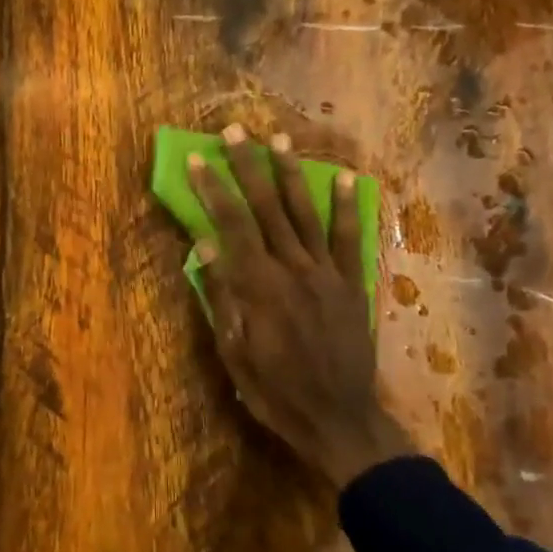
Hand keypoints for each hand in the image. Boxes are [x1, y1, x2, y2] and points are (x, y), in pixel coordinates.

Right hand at [189, 125, 412, 486]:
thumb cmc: (276, 393)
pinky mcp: (352, 284)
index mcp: (259, 288)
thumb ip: (222, 299)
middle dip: (248, 167)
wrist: (340, 420)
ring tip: (280, 139)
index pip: (230, 227)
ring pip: (305, 214)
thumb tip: (205, 248)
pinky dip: (348, 207)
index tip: (200, 159)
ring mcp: (327, 274)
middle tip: (236, 131)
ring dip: (291, 174)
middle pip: (266, 209)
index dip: (214, 190)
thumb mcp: (235, 356)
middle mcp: (292, 270)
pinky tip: (346, 177)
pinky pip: (349, 239)